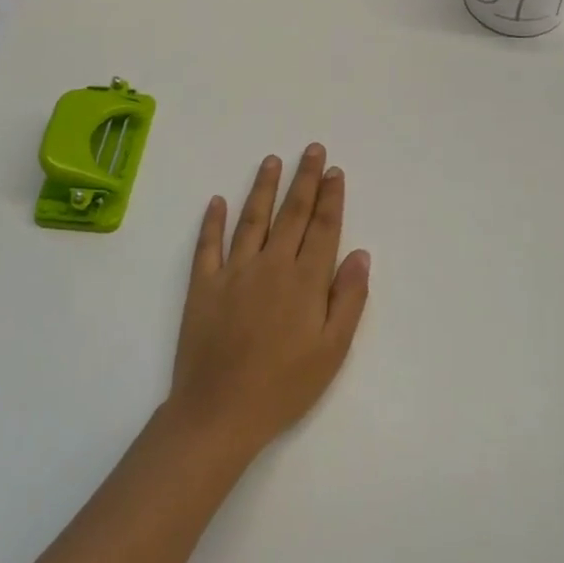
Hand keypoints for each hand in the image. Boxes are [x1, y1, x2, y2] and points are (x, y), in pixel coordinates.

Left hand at [168, 145, 370, 458]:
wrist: (220, 412)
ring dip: (263, 187)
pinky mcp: (203, 286)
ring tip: (272, 160)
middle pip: (292, 213)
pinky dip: (212, 221)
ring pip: (252, 219)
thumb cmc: (284, 386)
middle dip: (305, 179)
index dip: (331, 197)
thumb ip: (348, 298)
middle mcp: (271, 264)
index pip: (323, 227)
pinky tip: (217, 201)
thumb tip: (360, 253)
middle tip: (312, 149)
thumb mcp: (332, 350)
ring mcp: (234, 272)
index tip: (335, 172)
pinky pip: (208, 245)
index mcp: (305, 280)